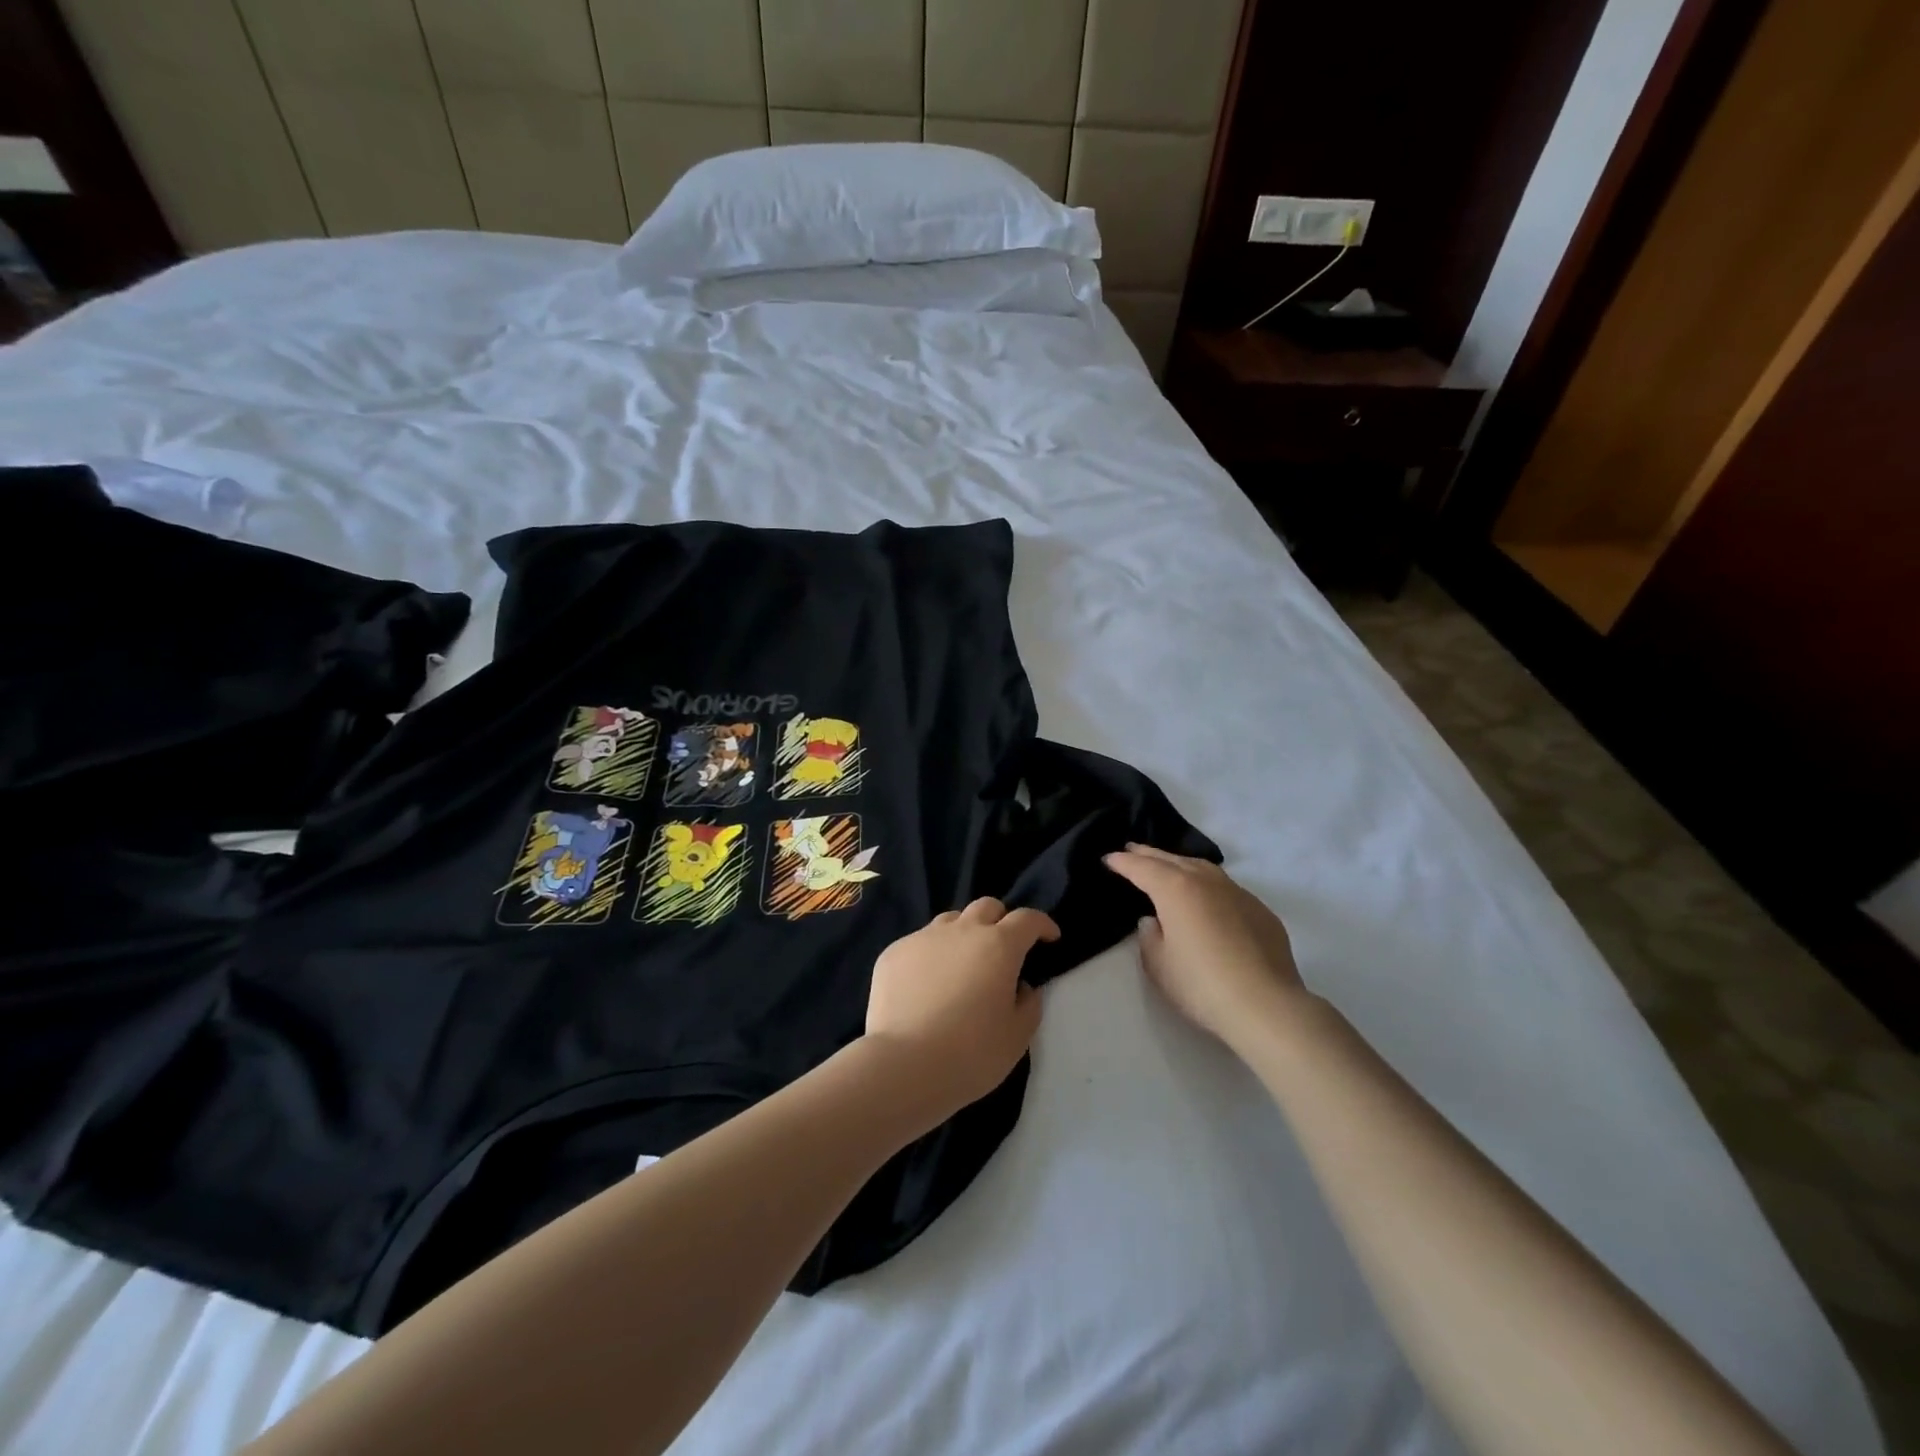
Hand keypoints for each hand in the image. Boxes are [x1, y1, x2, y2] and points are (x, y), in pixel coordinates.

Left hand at [863, 898, 1058, 1119]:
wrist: (904, 1065)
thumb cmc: (971, 1053)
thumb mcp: (1017, 1036)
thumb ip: (1028, 1004)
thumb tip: (1021, 986)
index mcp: (999, 946)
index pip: (1027, 919)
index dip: (1042, 924)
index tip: (1050, 937)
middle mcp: (962, 931)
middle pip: (987, 907)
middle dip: (1001, 921)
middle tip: (1004, 948)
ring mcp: (923, 938)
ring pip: (951, 921)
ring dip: (964, 934)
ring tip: (962, 965)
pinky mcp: (894, 953)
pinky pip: (919, 943)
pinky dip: (931, 956)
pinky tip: (926, 985)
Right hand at [1104, 844, 1307, 1051]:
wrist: (1266, 1006)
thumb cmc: (1201, 985)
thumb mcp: (1159, 965)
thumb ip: (1149, 937)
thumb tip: (1153, 921)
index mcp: (1175, 889)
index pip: (1142, 868)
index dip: (1123, 862)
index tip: (1109, 858)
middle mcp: (1206, 881)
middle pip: (1172, 860)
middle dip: (1149, 854)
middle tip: (1132, 848)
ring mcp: (1238, 893)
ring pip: (1203, 868)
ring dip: (1181, 864)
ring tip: (1169, 866)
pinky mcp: (1260, 911)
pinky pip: (1226, 888)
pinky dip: (1208, 885)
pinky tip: (1208, 899)